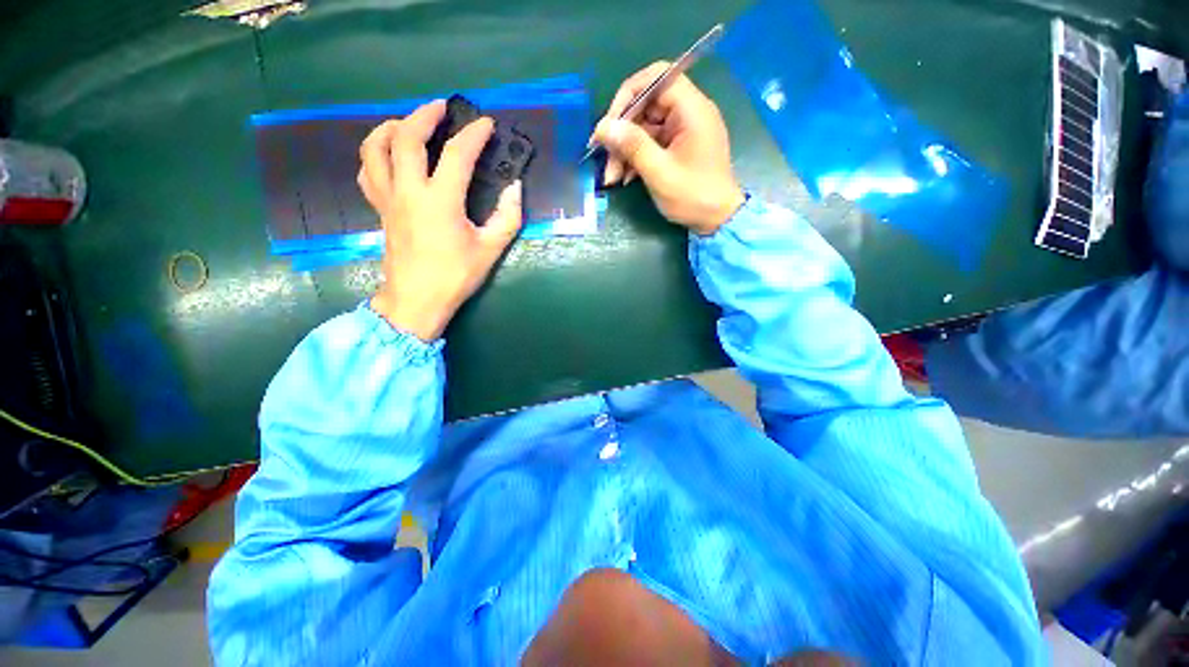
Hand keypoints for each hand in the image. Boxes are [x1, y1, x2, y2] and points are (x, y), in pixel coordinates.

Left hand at [358, 100, 522, 341]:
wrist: (417, 300)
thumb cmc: (455, 276)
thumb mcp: (490, 250)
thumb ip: (507, 217)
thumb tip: (515, 189)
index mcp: (440, 201)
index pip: (457, 155)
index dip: (474, 135)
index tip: (487, 124)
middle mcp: (409, 191)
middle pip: (406, 138)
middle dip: (424, 115)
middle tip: (441, 107)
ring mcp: (388, 199)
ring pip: (375, 149)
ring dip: (390, 128)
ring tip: (408, 124)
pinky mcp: (379, 209)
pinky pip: (368, 171)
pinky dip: (376, 154)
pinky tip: (390, 156)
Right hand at [591, 62, 745, 235]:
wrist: (718, 220)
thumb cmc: (693, 196)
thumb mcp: (660, 173)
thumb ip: (632, 146)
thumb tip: (602, 126)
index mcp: (692, 109)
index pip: (656, 77)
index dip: (628, 95)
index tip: (610, 124)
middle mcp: (689, 112)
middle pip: (647, 105)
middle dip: (622, 132)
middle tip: (604, 159)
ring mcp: (683, 130)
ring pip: (645, 128)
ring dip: (626, 150)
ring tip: (612, 177)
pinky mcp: (679, 147)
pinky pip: (652, 143)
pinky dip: (636, 158)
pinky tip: (624, 178)